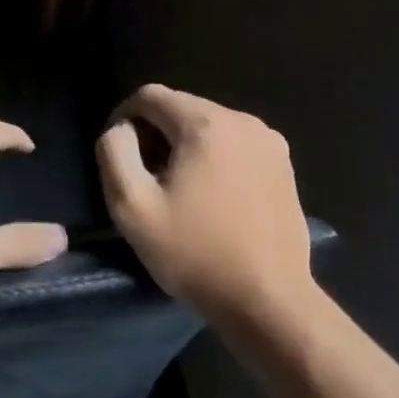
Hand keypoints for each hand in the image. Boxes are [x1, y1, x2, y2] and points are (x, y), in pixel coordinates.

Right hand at [96, 84, 314, 322]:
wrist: (268, 301)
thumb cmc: (194, 253)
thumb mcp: (131, 206)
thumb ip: (114, 152)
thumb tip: (121, 129)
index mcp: (205, 124)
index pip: (150, 96)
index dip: (124, 117)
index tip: (117, 154)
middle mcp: (242, 120)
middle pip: (181, 107)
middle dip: (155, 133)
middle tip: (144, 177)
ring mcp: (269, 142)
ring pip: (208, 125)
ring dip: (184, 145)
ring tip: (176, 189)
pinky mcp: (284, 165)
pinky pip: (234, 144)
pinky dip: (214, 157)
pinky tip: (211, 197)